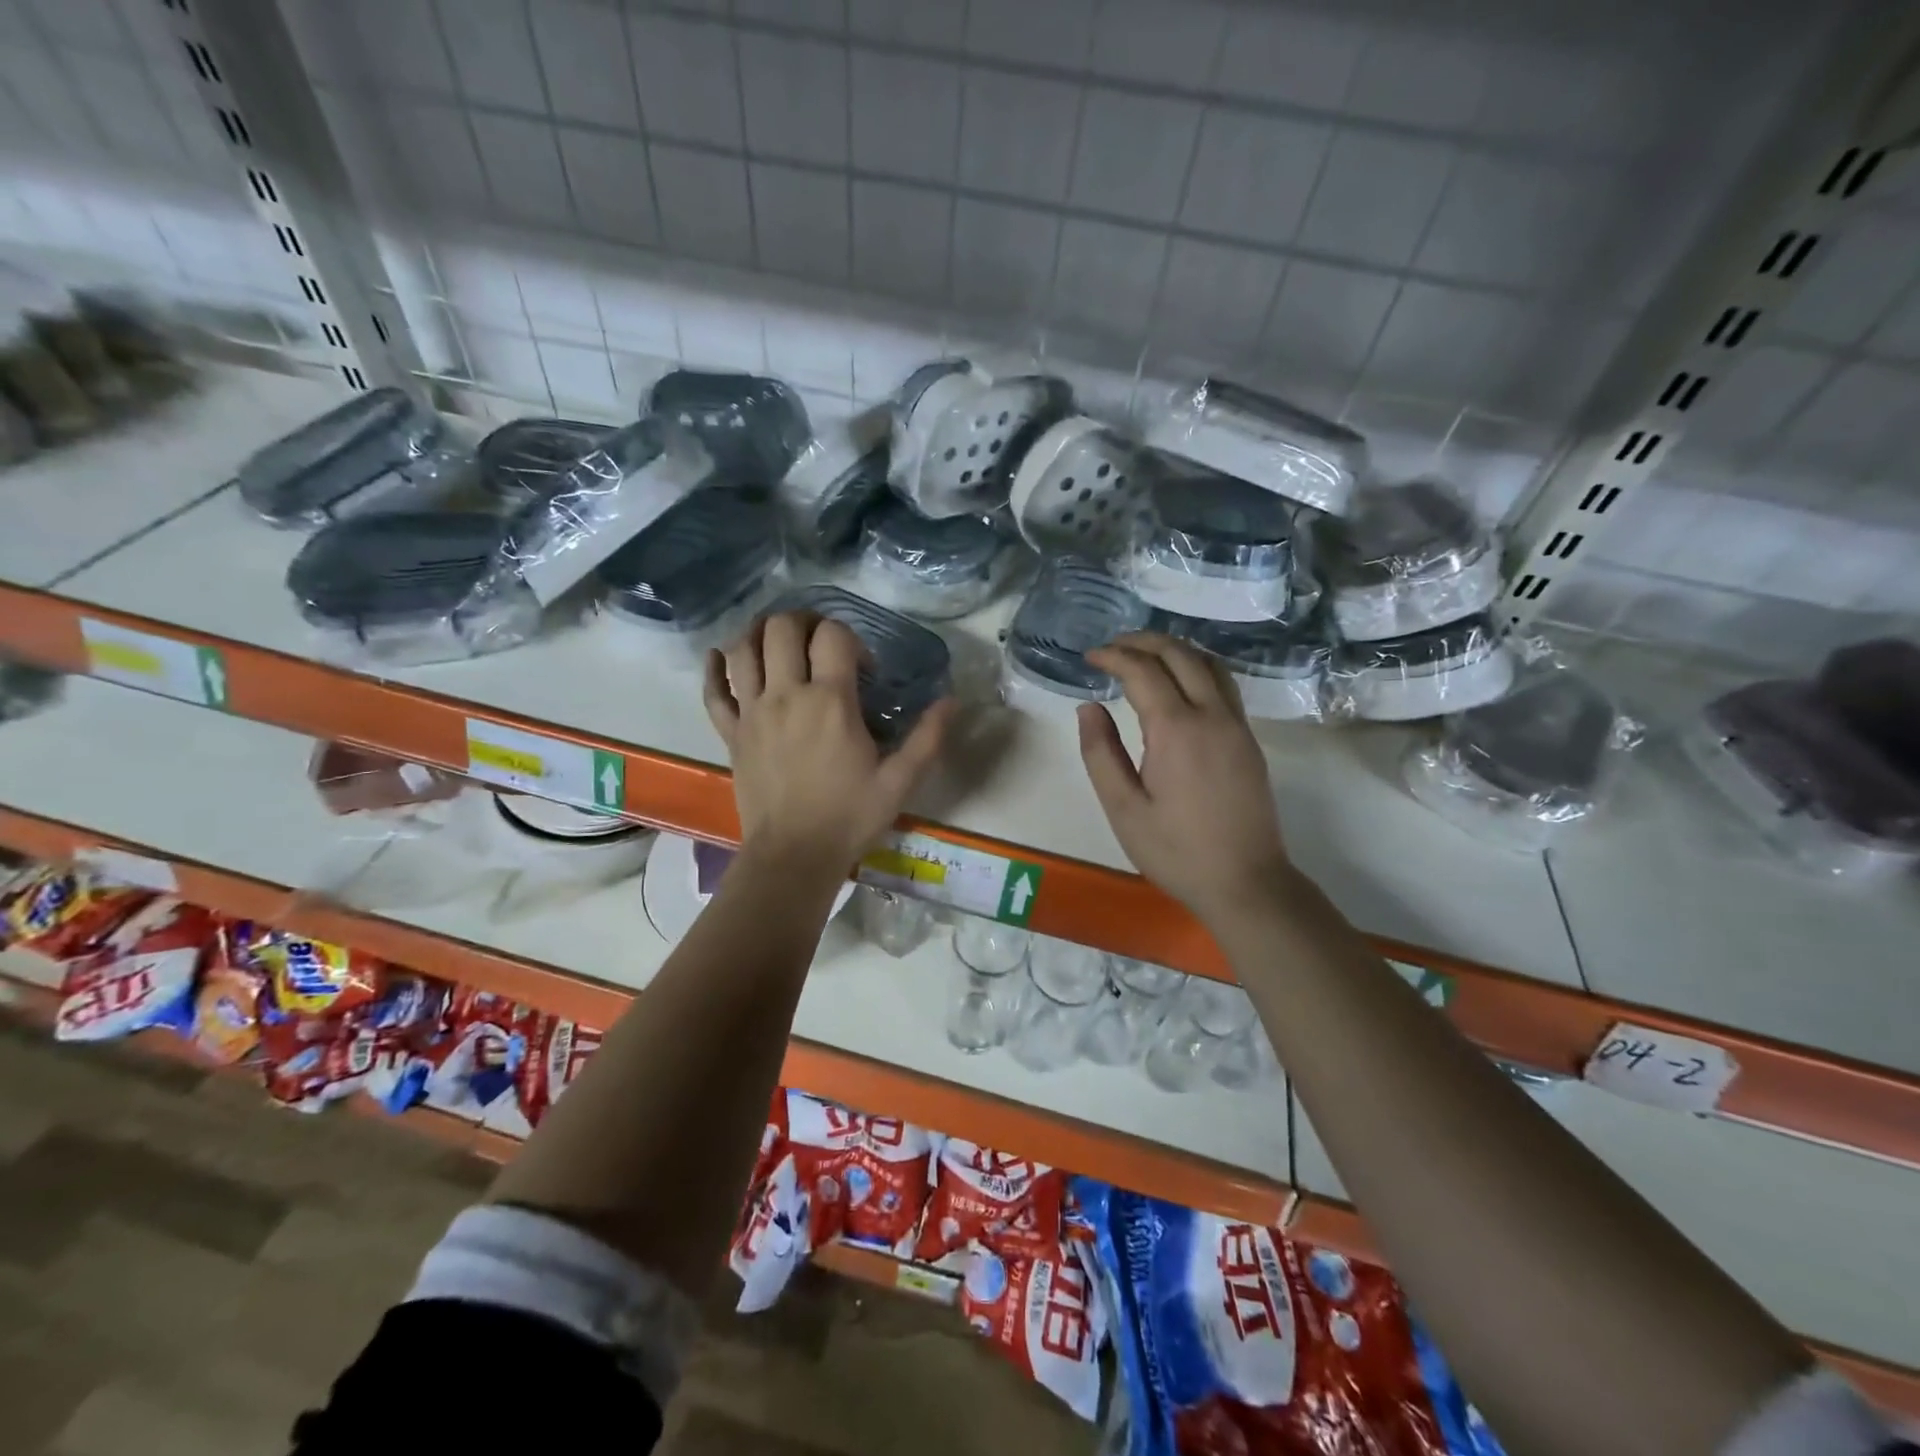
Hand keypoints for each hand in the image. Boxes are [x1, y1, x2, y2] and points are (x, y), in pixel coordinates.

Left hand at [704, 612, 953, 869]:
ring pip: (741, 649)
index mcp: (830, 701)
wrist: (794, 856)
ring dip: (758, 634)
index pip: (833, 635)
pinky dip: (715, 669)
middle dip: (803, 622)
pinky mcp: (731, 734)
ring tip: (778, 643)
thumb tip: (952, 700)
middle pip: (780, 628)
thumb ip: (927, 737)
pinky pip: (713, 690)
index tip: (863, 668)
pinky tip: (722, 659)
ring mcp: (752, 712)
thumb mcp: (900, 781)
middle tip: (819, 643)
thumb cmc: (850, 817)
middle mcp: (786, 695)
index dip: (850, 638)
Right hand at [1078, 633, 1292, 926]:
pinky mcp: (1248, 739)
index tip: (1089, 657)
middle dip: (1143, 642)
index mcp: (1176, 729)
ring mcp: (1236, 725)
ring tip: (1143, 655)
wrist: (1246, 883)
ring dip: (1174, 649)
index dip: (1113, 656)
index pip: (1143, 670)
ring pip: (1208, 663)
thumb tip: (1088, 708)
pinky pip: (1223, 684)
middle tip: (1112, 647)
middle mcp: (1212, 715)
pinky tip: (1179, 682)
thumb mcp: (1123, 809)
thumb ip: (1100, 753)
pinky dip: (1196, 667)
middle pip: (1180, 654)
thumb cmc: (1176, 851)